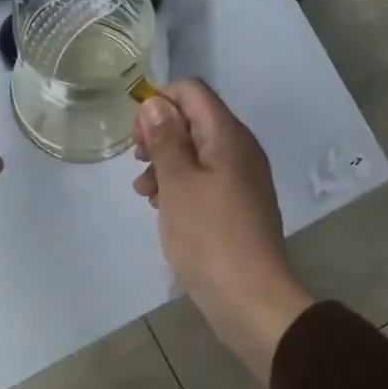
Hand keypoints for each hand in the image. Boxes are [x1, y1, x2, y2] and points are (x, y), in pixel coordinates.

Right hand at [133, 80, 313, 383]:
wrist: (249, 297)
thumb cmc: (208, 237)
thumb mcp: (177, 184)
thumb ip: (165, 139)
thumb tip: (155, 102)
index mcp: (228, 136)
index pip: (191, 92)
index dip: (158, 104)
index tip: (138, 139)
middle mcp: (240, 149)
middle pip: (194, 120)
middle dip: (159, 136)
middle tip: (138, 165)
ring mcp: (242, 178)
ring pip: (197, 152)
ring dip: (166, 165)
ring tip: (145, 195)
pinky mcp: (239, 205)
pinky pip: (206, 180)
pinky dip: (181, 186)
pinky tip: (164, 209)